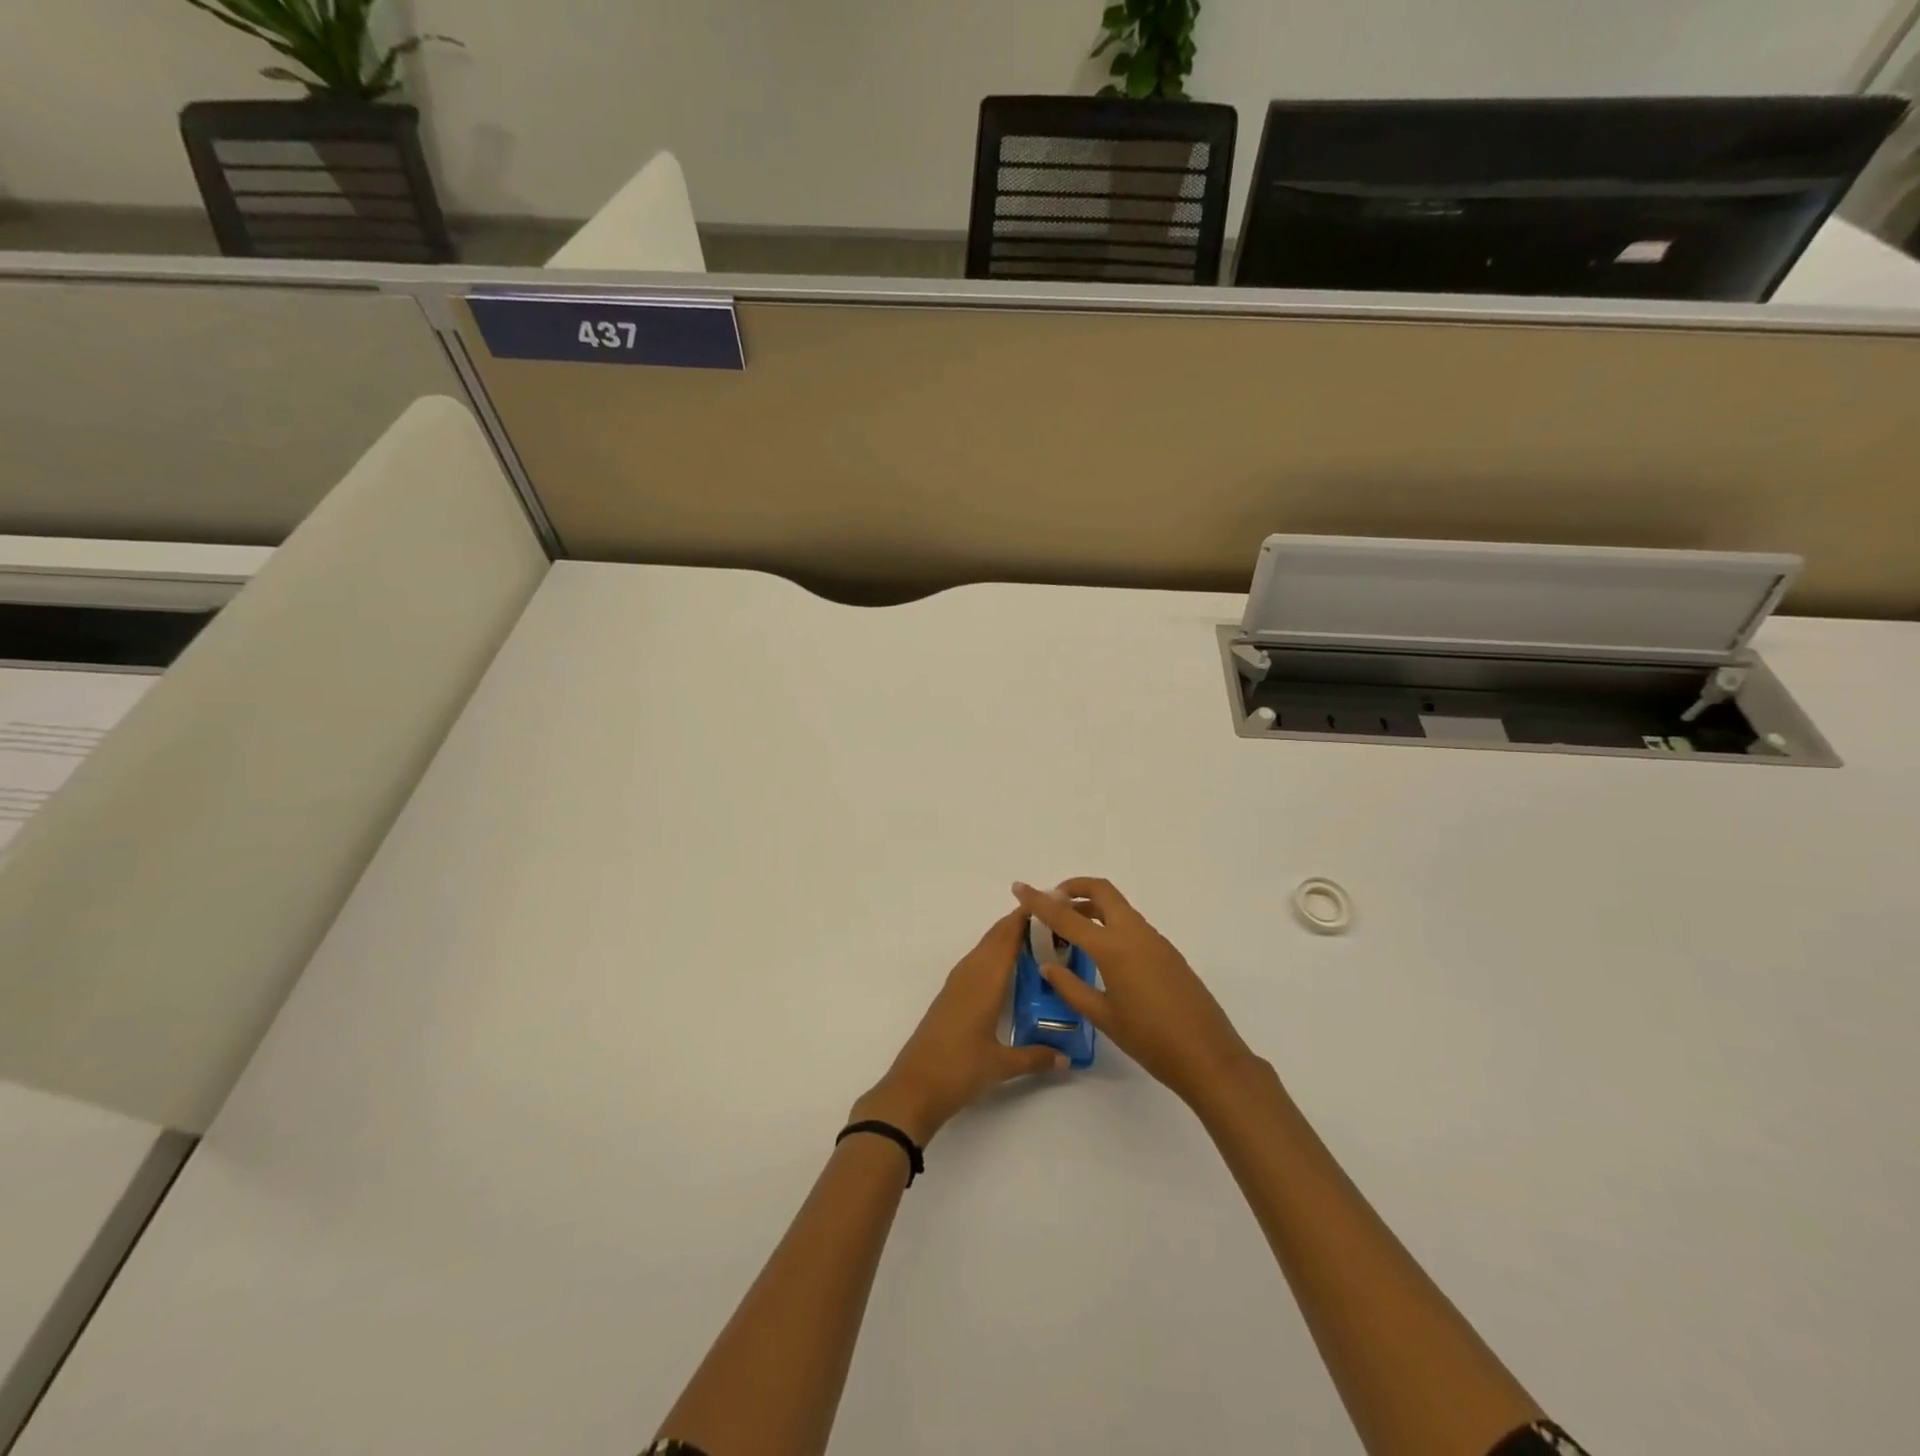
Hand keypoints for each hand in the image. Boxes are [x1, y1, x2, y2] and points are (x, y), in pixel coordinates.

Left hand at [850, 906, 1069, 1146]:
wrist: (913, 1087)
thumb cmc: (958, 1070)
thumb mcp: (1001, 1065)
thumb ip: (1036, 1058)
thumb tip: (1067, 1058)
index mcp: (985, 981)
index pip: (1007, 937)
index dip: (1025, 917)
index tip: (1049, 902)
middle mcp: (970, 974)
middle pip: (995, 936)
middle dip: (1020, 922)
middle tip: (1052, 917)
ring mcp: (957, 984)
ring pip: (985, 948)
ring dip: (1006, 936)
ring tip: (1036, 937)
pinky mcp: (950, 996)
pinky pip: (976, 962)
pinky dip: (994, 954)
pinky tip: (1007, 968)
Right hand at [1012, 878, 1254, 1107]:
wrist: (1209, 1057)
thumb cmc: (1150, 1040)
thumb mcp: (1104, 1017)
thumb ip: (1072, 987)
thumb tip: (1049, 965)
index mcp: (1113, 948)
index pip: (1067, 915)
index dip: (1039, 901)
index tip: (1019, 887)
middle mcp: (1135, 933)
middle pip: (1102, 891)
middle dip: (1074, 888)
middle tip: (1052, 901)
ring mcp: (1155, 941)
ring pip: (1118, 908)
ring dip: (1092, 907)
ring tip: (1071, 929)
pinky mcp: (1167, 953)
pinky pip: (1132, 926)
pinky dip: (1110, 925)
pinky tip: (1101, 953)